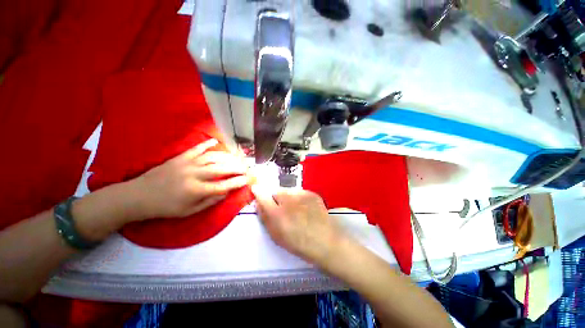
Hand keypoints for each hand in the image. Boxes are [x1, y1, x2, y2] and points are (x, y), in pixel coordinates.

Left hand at [130, 139, 250, 219]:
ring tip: (238, 158)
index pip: (223, 185)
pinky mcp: (180, 157)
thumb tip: (225, 193)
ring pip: (213, 157)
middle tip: (247, 167)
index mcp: (196, 190)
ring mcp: (187, 163)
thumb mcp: (189, 211)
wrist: (139, 196)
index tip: (248, 179)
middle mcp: (195, 175)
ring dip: (228, 157)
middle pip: (221, 169)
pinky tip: (216, 141)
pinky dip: (207, 143)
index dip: (237, 182)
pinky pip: (197, 148)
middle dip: (237, 167)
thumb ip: (210, 201)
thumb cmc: (166, 207)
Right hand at [252, 186, 343, 264]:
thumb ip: (265, 218)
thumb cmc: (298, 243)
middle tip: (281, 208)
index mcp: (277, 213)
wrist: (325, 241)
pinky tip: (305, 208)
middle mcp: (288, 200)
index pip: (262, 196)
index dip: (258, 191)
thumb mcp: (276, 235)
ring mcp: (302, 195)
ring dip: (287, 197)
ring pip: (288, 191)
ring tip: (295, 209)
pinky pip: (299, 192)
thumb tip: (259, 204)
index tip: (256, 189)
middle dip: (275, 198)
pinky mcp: (311, 193)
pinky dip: (298, 197)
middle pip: (276, 191)